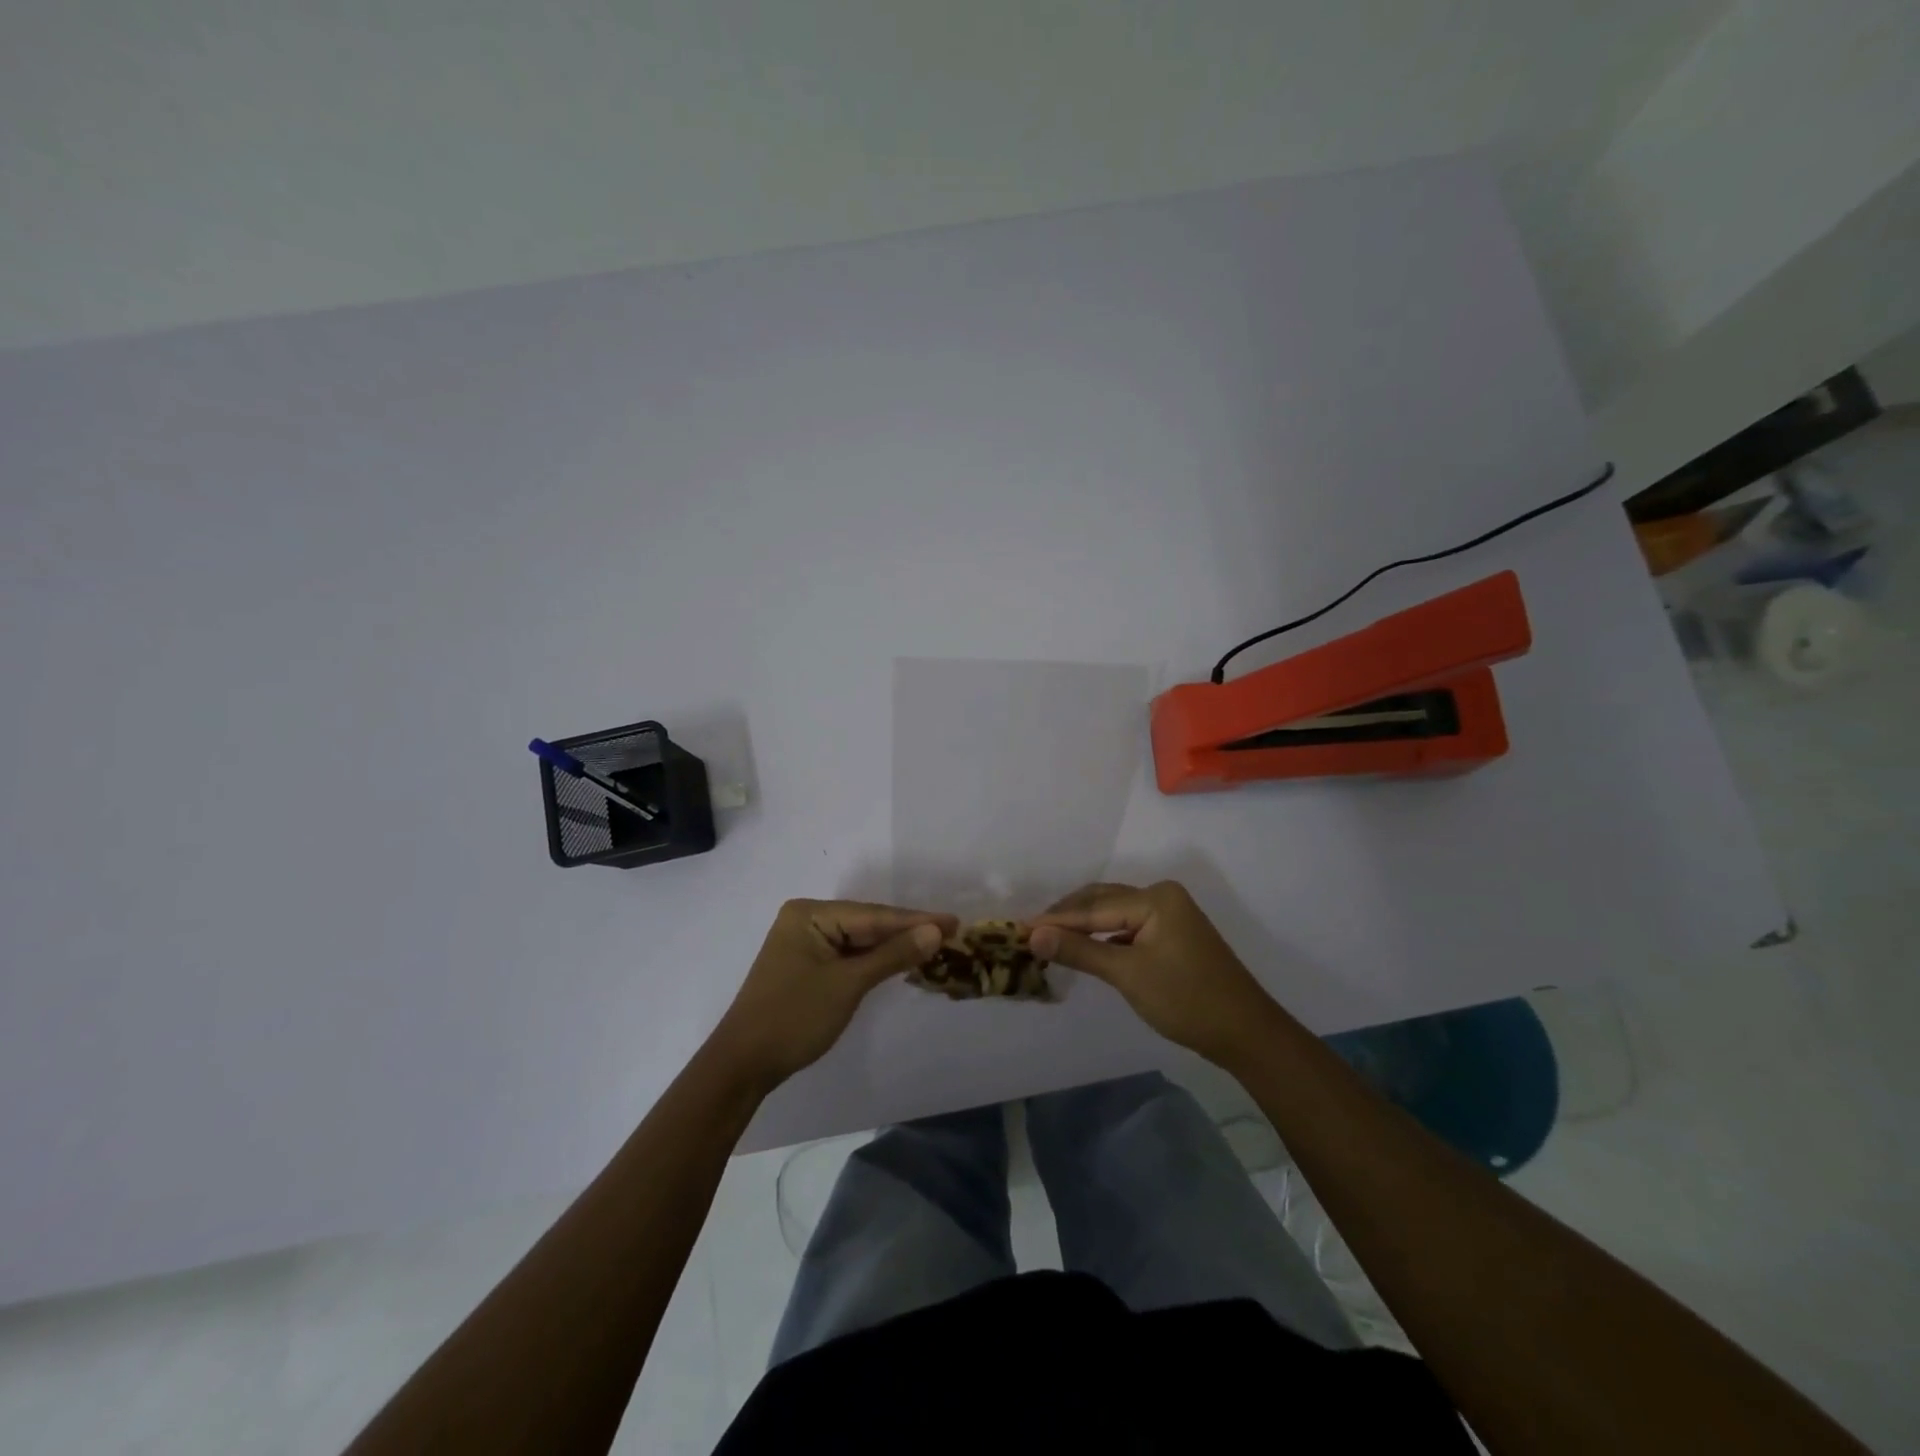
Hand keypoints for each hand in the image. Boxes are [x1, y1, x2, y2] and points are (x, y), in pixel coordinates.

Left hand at [710, 899, 957, 1089]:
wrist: (743, 1065)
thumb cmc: (794, 1018)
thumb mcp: (848, 984)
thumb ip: (893, 955)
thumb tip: (936, 931)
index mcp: (810, 914)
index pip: (873, 915)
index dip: (916, 920)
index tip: (954, 921)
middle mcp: (806, 919)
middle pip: (867, 923)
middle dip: (907, 931)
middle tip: (951, 932)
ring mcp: (804, 942)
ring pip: (859, 940)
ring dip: (893, 946)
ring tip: (935, 944)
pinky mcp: (806, 964)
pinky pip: (848, 955)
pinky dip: (873, 960)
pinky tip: (900, 960)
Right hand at [1029, 881, 1277, 1066]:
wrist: (1246, 1033)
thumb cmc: (1186, 1000)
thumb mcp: (1128, 974)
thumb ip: (1080, 951)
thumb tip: (1034, 934)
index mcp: (1155, 897)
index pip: (1093, 907)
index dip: (1055, 919)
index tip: (1019, 928)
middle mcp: (1162, 896)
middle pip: (1102, 901)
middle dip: (1067, 917)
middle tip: (1030, 933)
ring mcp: (1170, 914)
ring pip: (1114, 913)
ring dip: (1083, 926)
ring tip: (1049, 939)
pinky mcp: (1172, 934)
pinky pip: (1128, 926)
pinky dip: (1104, 936)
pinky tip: (1085, 948)